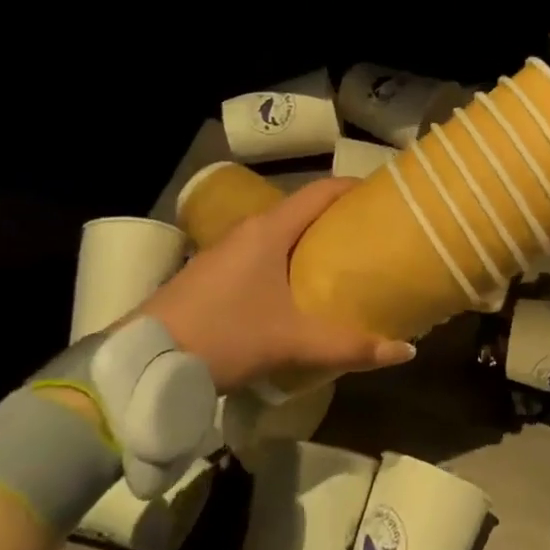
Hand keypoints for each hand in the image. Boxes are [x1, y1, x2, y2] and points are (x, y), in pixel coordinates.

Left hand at [139, 177, 414, 392]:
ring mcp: (226, 251)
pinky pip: (263, 254)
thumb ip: (350, 346)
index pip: (321, 191)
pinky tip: (300, 290)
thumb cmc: (224, 335)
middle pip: (303, 211)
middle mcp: (248, 230)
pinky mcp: (213, 274)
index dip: (354, 188)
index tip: (385, 196)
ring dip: (312, 242)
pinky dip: (289, 260)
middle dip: (339, 219)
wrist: (143, 361)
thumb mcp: (292, 342)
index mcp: (269, 229)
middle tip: (375, 235)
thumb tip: (406, 351)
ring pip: (281, 234)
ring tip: (346, 262)